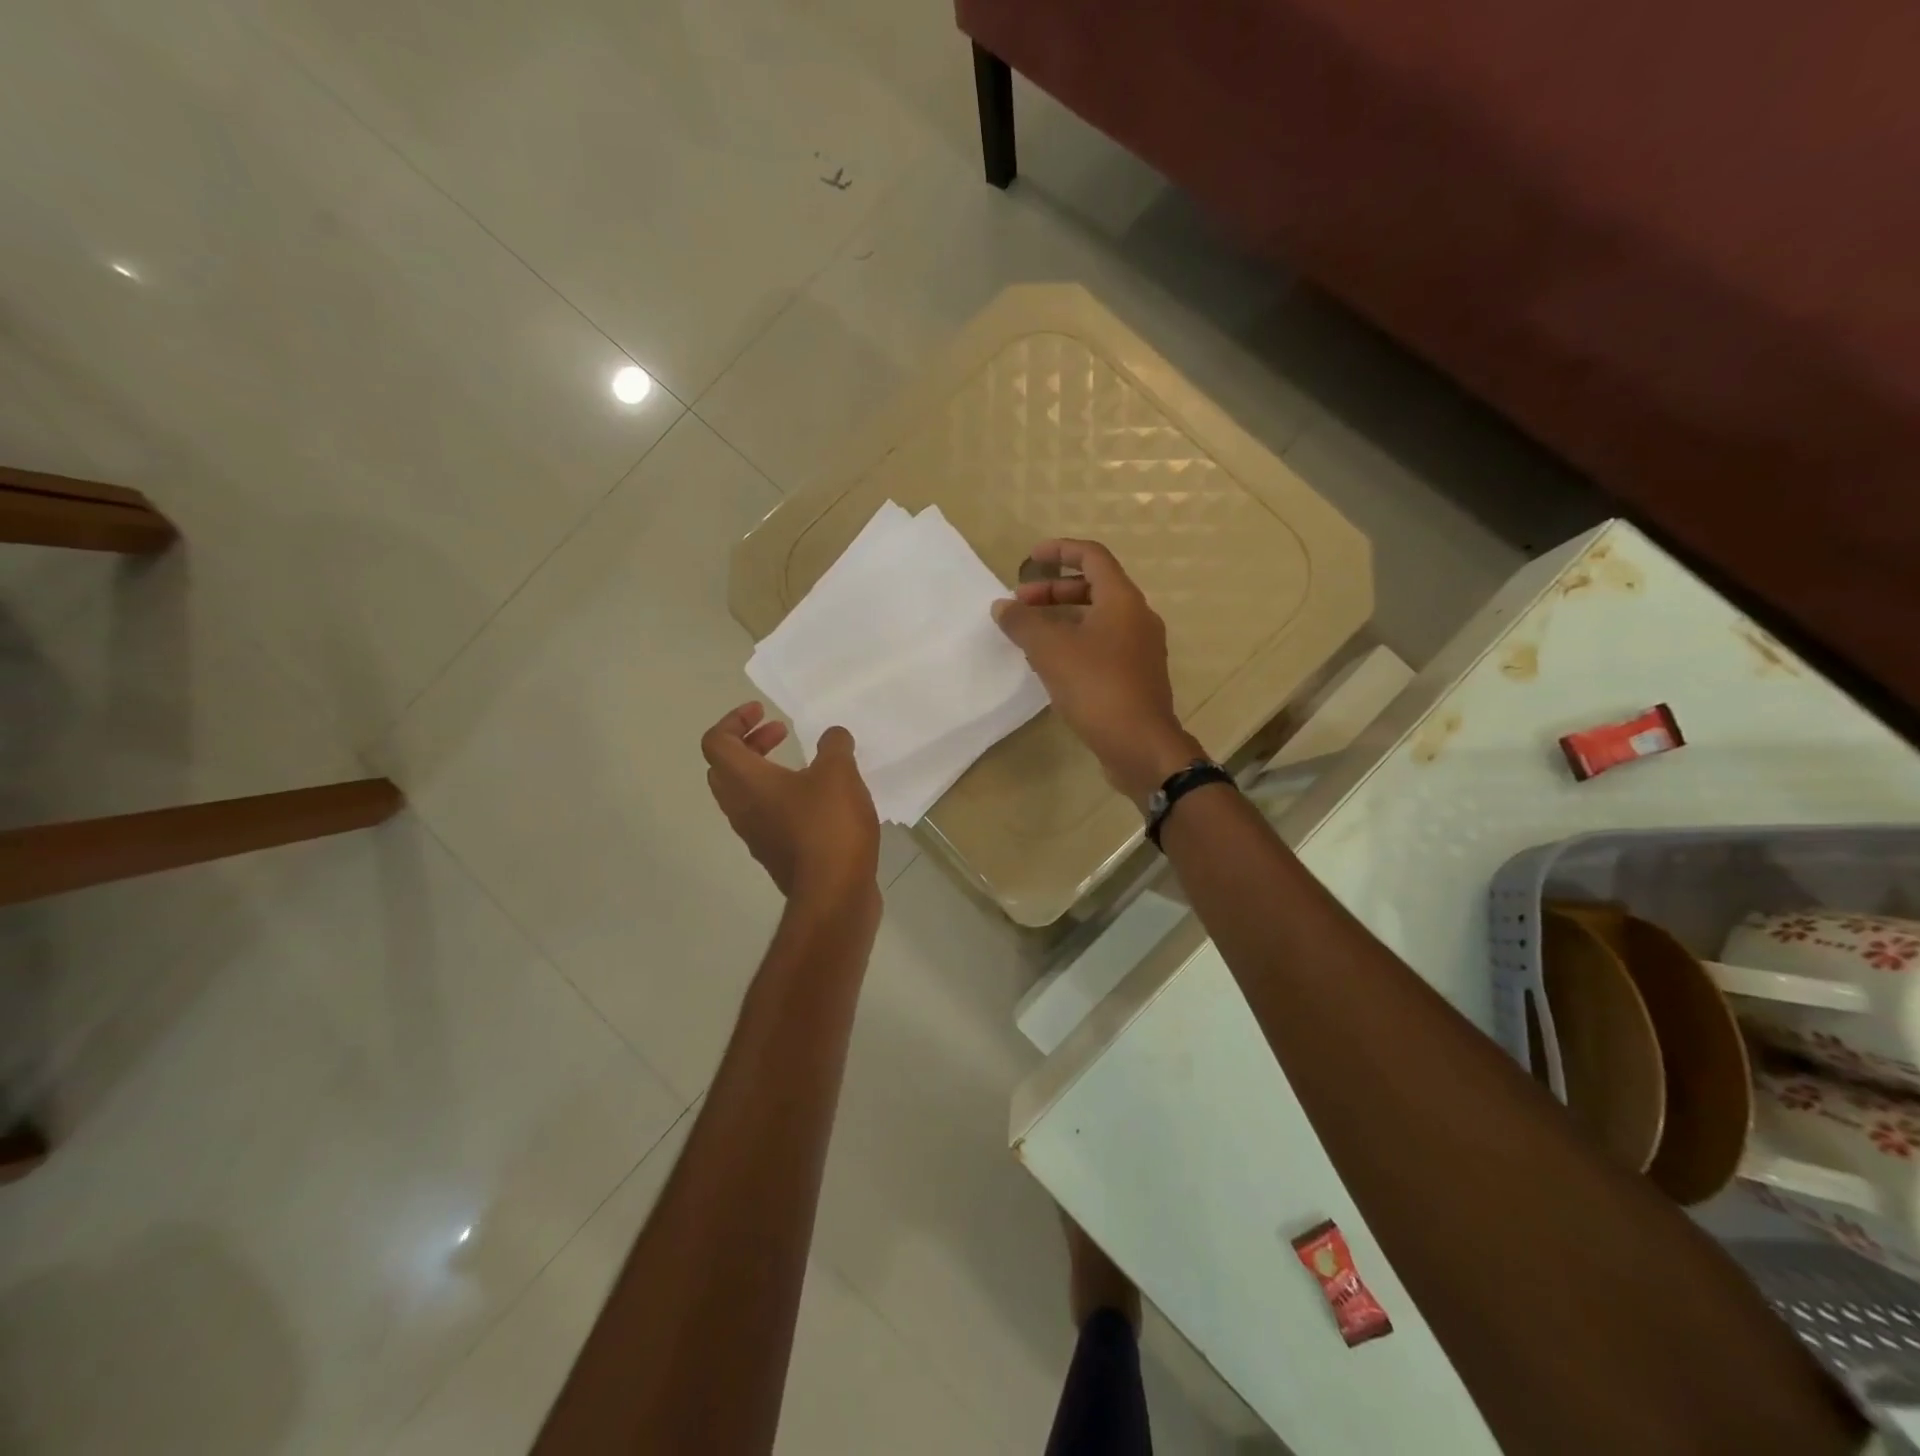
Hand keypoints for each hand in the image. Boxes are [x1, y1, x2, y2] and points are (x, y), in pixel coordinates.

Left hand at [701, 702, 880, 901]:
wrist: (834, 895)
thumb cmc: (829, 827)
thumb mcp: (839, 773)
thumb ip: (834, 745)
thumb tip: (832, 737)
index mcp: (746, 781)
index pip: (716, 742)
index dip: (734, 720)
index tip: (765, 713)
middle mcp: (741, 807)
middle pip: (724, 768)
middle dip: (749, 743)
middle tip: (781, 733)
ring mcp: (756, 835)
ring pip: (744, 794)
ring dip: (765, 771)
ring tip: (804, 765)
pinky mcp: (775, 854)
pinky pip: (766, 816)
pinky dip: (781, 796)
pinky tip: (819, 800)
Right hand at [992, 539, 1202, 802]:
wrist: (1140, 745)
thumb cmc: (1097, 687)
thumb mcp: (1051, 651)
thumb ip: (1023, 623)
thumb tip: (1002, 606)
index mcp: (1122, 600)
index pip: (1092, 557)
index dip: (1060, 551)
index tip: (1029, 558)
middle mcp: (1137, 617)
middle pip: (1094, 588)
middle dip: (1053, 590)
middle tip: (1020, 604)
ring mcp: (1140, 648)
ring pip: (1097, 619)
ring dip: (1062, 618)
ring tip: (1029, 635)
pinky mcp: (1136, 676)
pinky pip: (1102, 645)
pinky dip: (1075, 642)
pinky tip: (1050, 664)